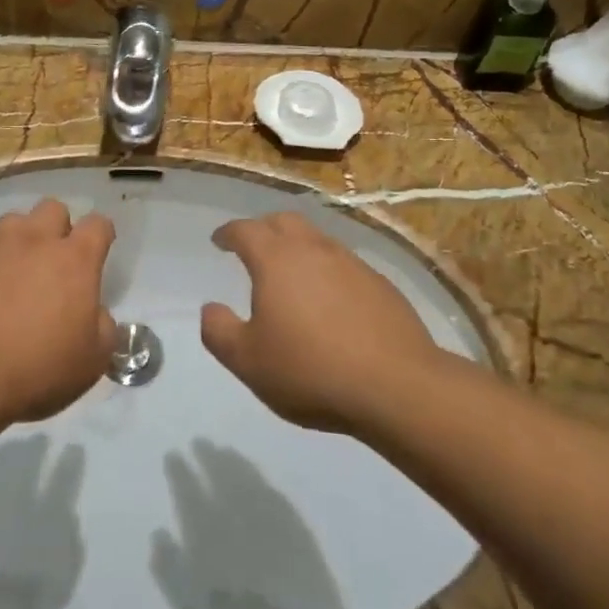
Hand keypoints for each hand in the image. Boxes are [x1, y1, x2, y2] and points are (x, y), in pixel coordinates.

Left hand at [0, 198, 116, 424]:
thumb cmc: (37, 369)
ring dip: (18, 240)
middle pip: (53, 208)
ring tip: (12, 273)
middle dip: (58, 228)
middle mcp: (34, 240)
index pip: (98, 225)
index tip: (98, 252)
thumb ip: (103, 327)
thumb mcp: (93, 360)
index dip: (101, 234)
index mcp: (74, 260)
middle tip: (53, 263)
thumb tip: (94, 313)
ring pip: (12, 222)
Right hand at [201, 213, 449, 433]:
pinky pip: (344, 265)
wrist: (397, 387)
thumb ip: (218, 331)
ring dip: (298, 247)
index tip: (219, 241)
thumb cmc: (310, 371)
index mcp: (276, 260)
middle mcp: (314, 250)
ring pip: (317, 240)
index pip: (245, 230)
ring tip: (291, 272)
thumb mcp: (247, 361)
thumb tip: (211, 309)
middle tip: (253, 246)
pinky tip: (330, 300)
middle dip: (263, 228)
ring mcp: (352, 264)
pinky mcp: (381, 285)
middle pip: (284, 221)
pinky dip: (327, 271)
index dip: (228, 233)